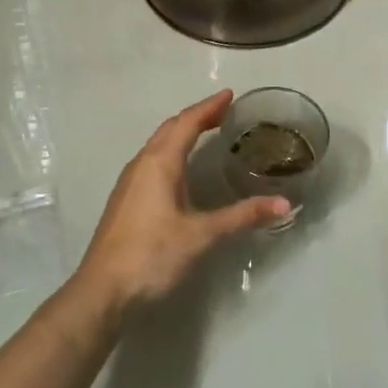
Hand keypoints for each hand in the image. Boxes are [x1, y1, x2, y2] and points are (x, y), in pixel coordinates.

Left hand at [74, 90, 288, 315]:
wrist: (102, 292)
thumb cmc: (151, 255)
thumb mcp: (202, 235)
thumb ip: (242, 216)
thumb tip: (284, 204)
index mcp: (159, 163)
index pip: (186, 123)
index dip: (209, 107)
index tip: (229, 94)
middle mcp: (141, 165)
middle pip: (170, 129)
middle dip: (196, 117)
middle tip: (223, 112)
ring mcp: (129, 183)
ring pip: (158, 145)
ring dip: (181, 134)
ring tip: (205, 133)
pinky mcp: (125, 202)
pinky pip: (152, 162)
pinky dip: (172, 153)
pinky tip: (181, 171)